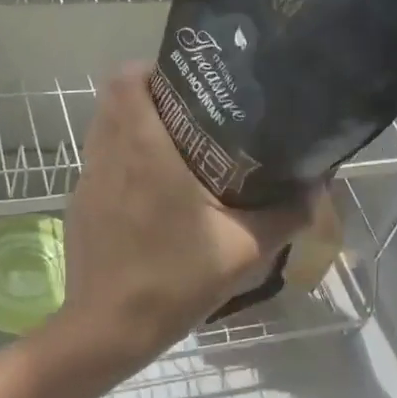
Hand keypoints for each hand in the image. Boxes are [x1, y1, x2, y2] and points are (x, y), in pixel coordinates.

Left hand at [57, 64, 310, 367]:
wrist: (107, 329)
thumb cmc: (174, 280)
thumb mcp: (243, 249)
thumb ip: (285, 215)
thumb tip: (318, 188)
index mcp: (142, 148)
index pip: (126, 77)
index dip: (151, 68)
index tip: (185, 80)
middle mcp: (108, 153)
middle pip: (113, 97)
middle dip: (147, 93)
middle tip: (189, 110)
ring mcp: (87, 179)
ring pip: (102, 128)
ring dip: (130, 124)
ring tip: (172, 145)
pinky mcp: (78, 204)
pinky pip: (98, 161)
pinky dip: (119, 157)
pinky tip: (148, 189)